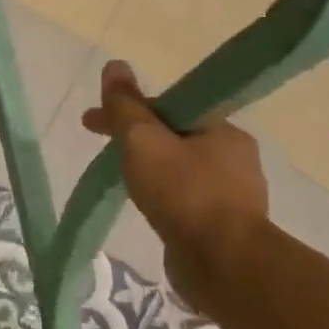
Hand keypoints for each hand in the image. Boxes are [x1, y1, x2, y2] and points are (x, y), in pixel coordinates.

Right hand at [81, 61, 267, 300]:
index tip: (94, 121)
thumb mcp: (143, 141)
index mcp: (222, 130)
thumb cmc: (183, 193)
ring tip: (118, 179)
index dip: (127, 110)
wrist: (225, 263)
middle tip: (99, 148)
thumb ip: (125, 106)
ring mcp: (233, 194)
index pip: (168, 108)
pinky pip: (184, 197)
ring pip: (178, 167)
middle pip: (173, 136)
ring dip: (148, 167)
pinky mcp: (224, 225)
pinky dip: (160, 193)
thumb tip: (115, 65)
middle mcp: (234, 157)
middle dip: (133, 138)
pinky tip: (145, 205)